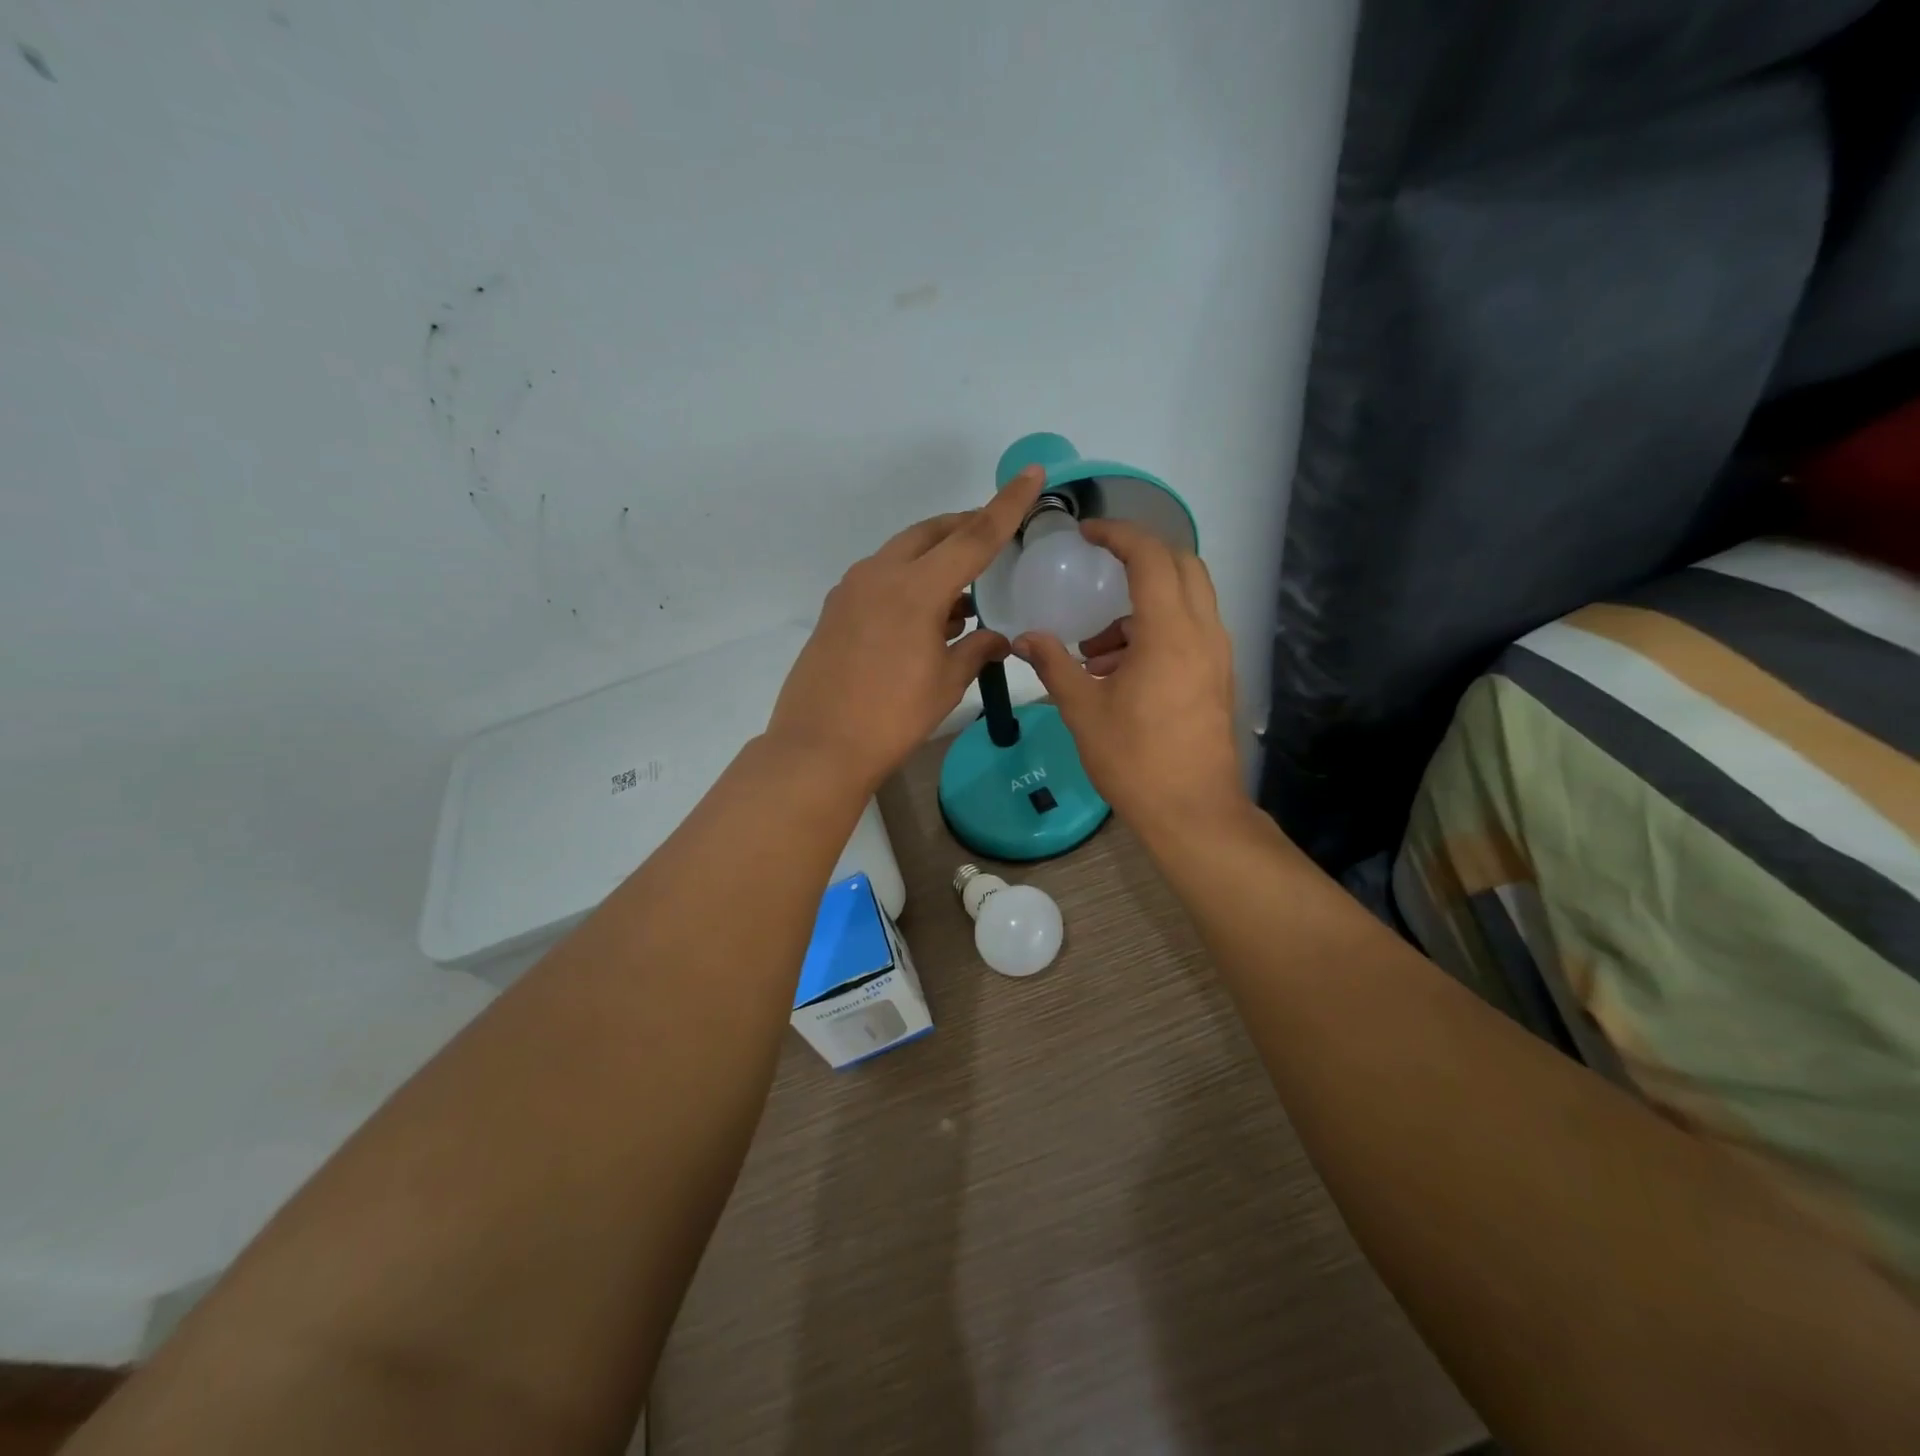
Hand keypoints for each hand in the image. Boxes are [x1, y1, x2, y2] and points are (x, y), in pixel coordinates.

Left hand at [768, 466, 1048, 791]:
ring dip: (936, 558)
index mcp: (915, 588)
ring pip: (903, 553)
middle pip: (931, 533)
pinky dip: (910, 581)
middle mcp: (880, 575)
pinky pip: (881, 578)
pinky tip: (926, 615)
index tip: (1031, 474)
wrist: (818, 747)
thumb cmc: (892, 718)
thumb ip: (977, 651)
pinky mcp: (836, 610)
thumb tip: (999, 639)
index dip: (1007, 505)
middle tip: (993, 536)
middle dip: (965, 527)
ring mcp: (851, 590)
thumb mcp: (946, 684)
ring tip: (964, 590)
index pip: (974, 536)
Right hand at [1014, 520, 1245, 833]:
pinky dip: (1156, 632)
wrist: (1193, 812)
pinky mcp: (1218, 677)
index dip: (1118, 534)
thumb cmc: (1135, 760)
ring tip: (1094, 649)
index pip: (1150, 556)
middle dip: (1139, 557)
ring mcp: (1217, 655)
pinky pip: (1190, 631)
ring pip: (1186, 601)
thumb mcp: (1083, 711)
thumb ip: (1054, 665)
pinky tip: (1119, 672)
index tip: (1086, 532)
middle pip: (1181, 566)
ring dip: (1142, 606)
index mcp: (1170, 633)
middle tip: (1100, 568)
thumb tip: (1025, 638)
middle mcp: (1204, 633)